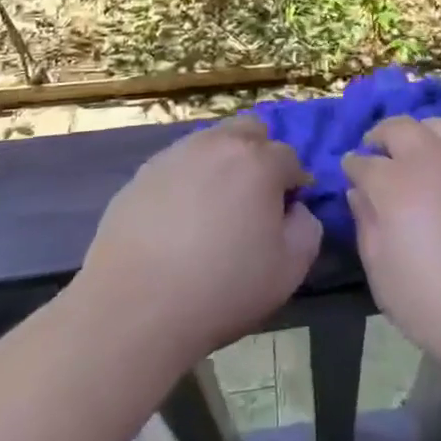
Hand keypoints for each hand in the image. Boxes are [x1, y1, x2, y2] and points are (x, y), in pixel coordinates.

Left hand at [79, 114, 322, 368]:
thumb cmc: (222, 289)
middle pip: (250, 131)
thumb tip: (295, 210)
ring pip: (211, 143)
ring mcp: (175, 156)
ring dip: (221, 165)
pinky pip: (177, 166)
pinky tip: (177, 222)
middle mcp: (218, 145)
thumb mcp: (289, 270)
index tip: (284, 217)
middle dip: (259, 157)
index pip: (290, 158)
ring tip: (212, 211)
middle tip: (251, 201)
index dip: (293, 187)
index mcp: (259, 162)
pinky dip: (186, 182)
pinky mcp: (141, 175)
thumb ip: (307, 229)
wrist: (134, 309)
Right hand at [342, 116, 440, 377]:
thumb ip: (367, 226)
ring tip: (412, 153)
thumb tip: (359, 193)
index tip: (349, 172)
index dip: (352, 165)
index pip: (364, 162)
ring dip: (417, 132)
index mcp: (395, 185)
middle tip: (374, 150)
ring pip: (436, 125)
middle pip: (400, 127)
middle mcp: (430, 162)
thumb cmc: (435, 306)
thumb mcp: (382, 276)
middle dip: (380, 135)